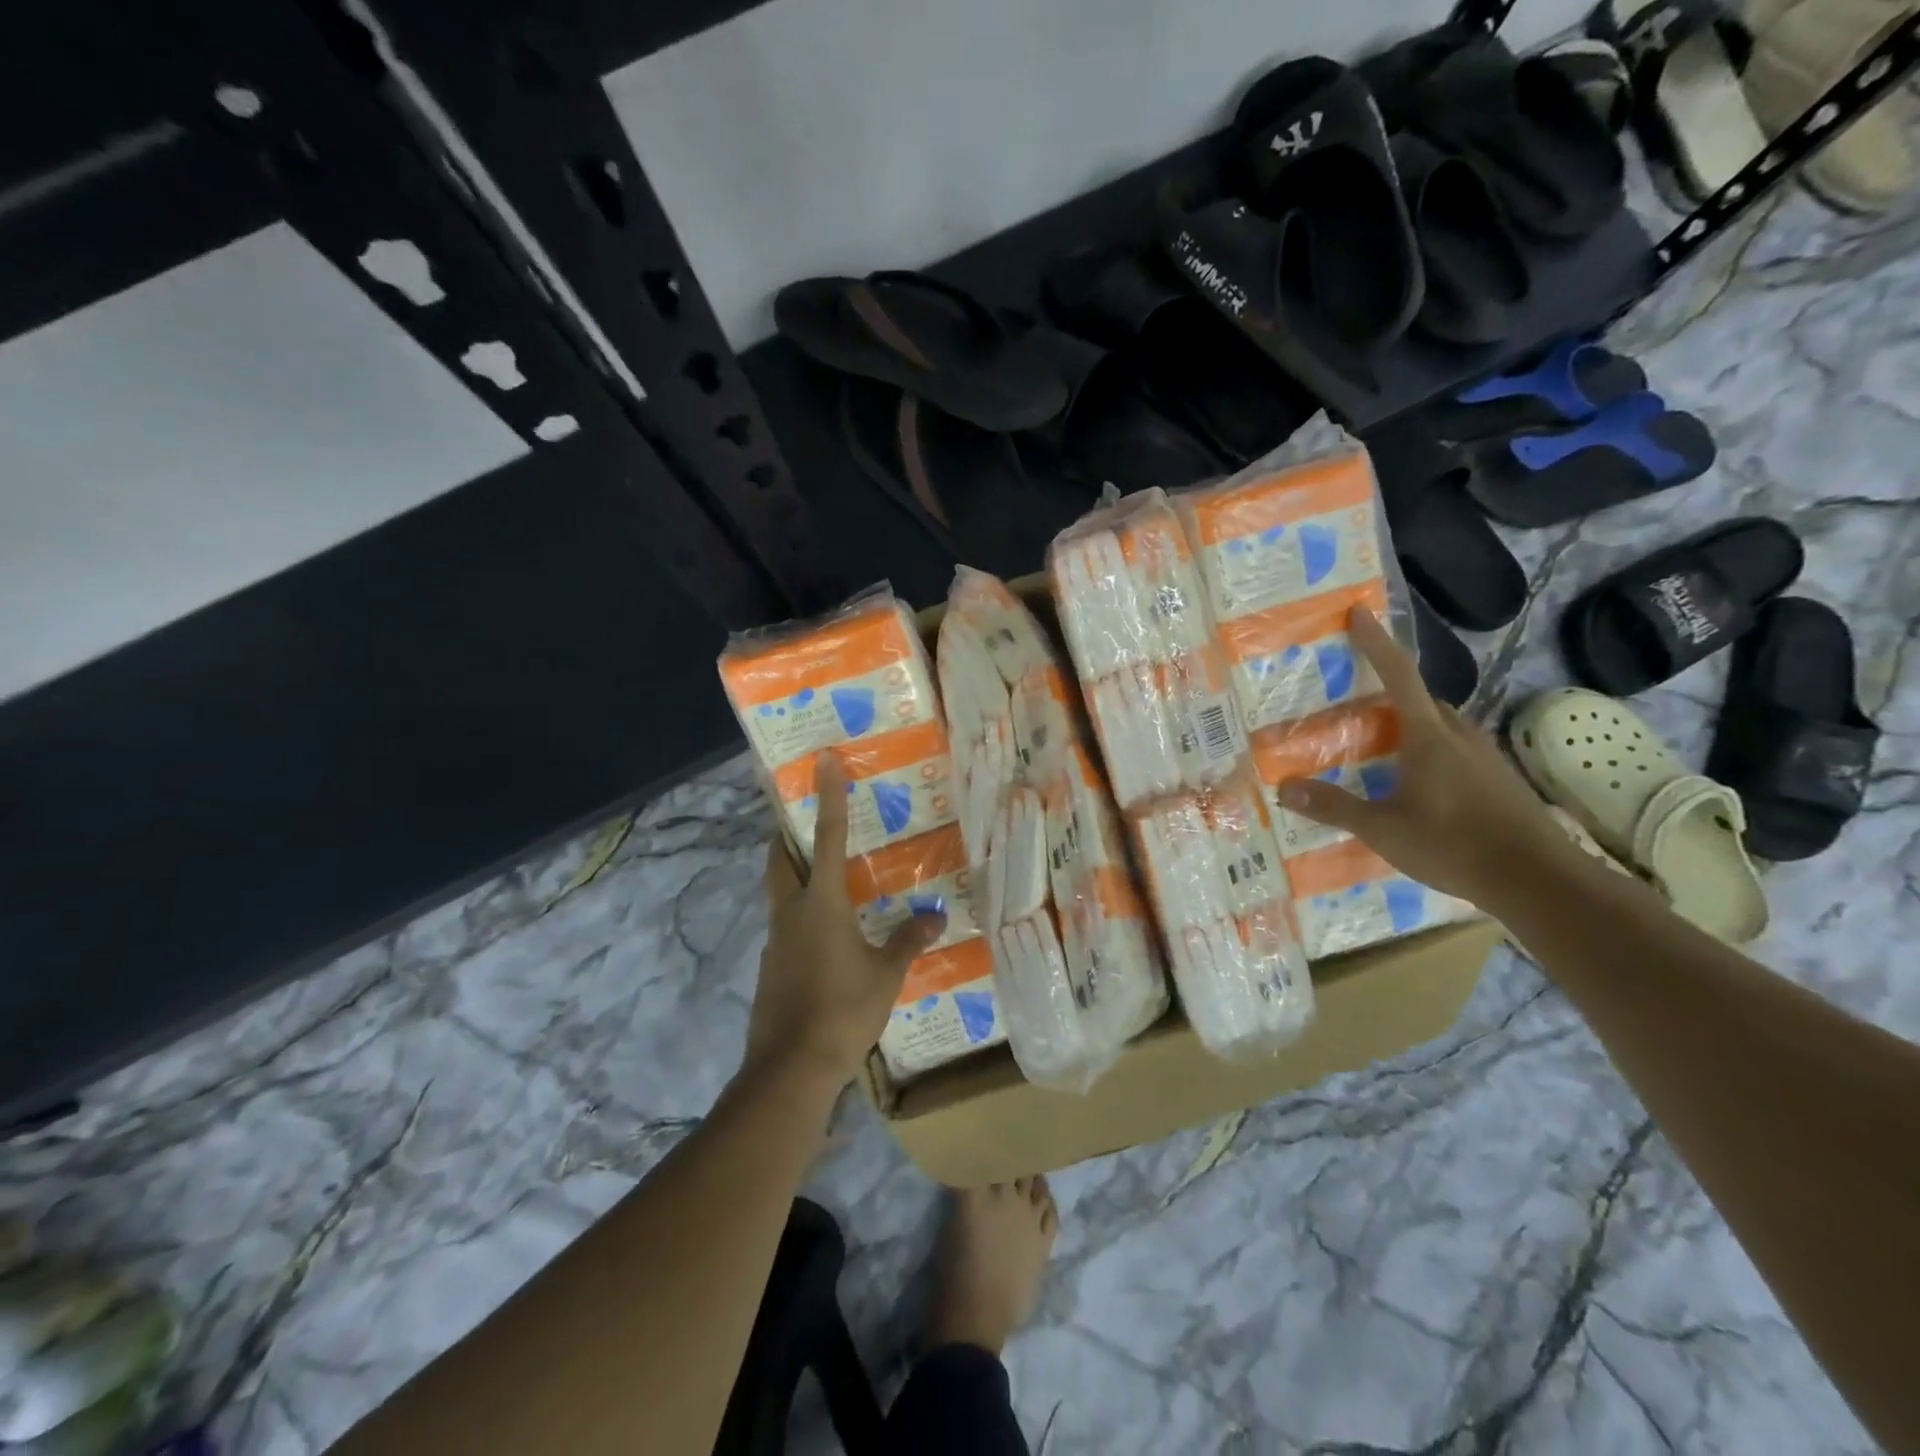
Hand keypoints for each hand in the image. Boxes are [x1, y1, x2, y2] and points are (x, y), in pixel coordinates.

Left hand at [746, 751, 947, 1088]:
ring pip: (779, 892)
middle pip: (780, 859)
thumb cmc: (842, 1010)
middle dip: (786, 835)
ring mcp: (774, 939)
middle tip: (802, 820)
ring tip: (825, 879)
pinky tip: (823, 937)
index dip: (828, 795)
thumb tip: (937, 916)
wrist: (790, 1067)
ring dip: (793, 876)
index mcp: (821, 903)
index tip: (822, 760)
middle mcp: (791, 911)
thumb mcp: (886, 974)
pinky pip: (784, 926)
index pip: (828, 836)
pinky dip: (799, 916)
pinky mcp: (770, 965)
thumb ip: (909, 940)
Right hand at [1276, 607, 1571, 905]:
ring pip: (1441, 727)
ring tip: (1381, 749)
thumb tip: (1285, 788)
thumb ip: (1334, 807)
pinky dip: (1431, 754)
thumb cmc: (1452, 844)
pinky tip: (1418, 785)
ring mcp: (1485, 757)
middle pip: (1421, 700)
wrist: (1538, 879)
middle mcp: (1459, 735)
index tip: (1359, 613)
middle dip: (1389, 695)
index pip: (1398, 675)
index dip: (1376, 642)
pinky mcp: (1499, 780)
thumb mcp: (1382, 829)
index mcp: (1428, 735)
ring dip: (1412, 727)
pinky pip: (1457, 752)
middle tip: (1355, 707)